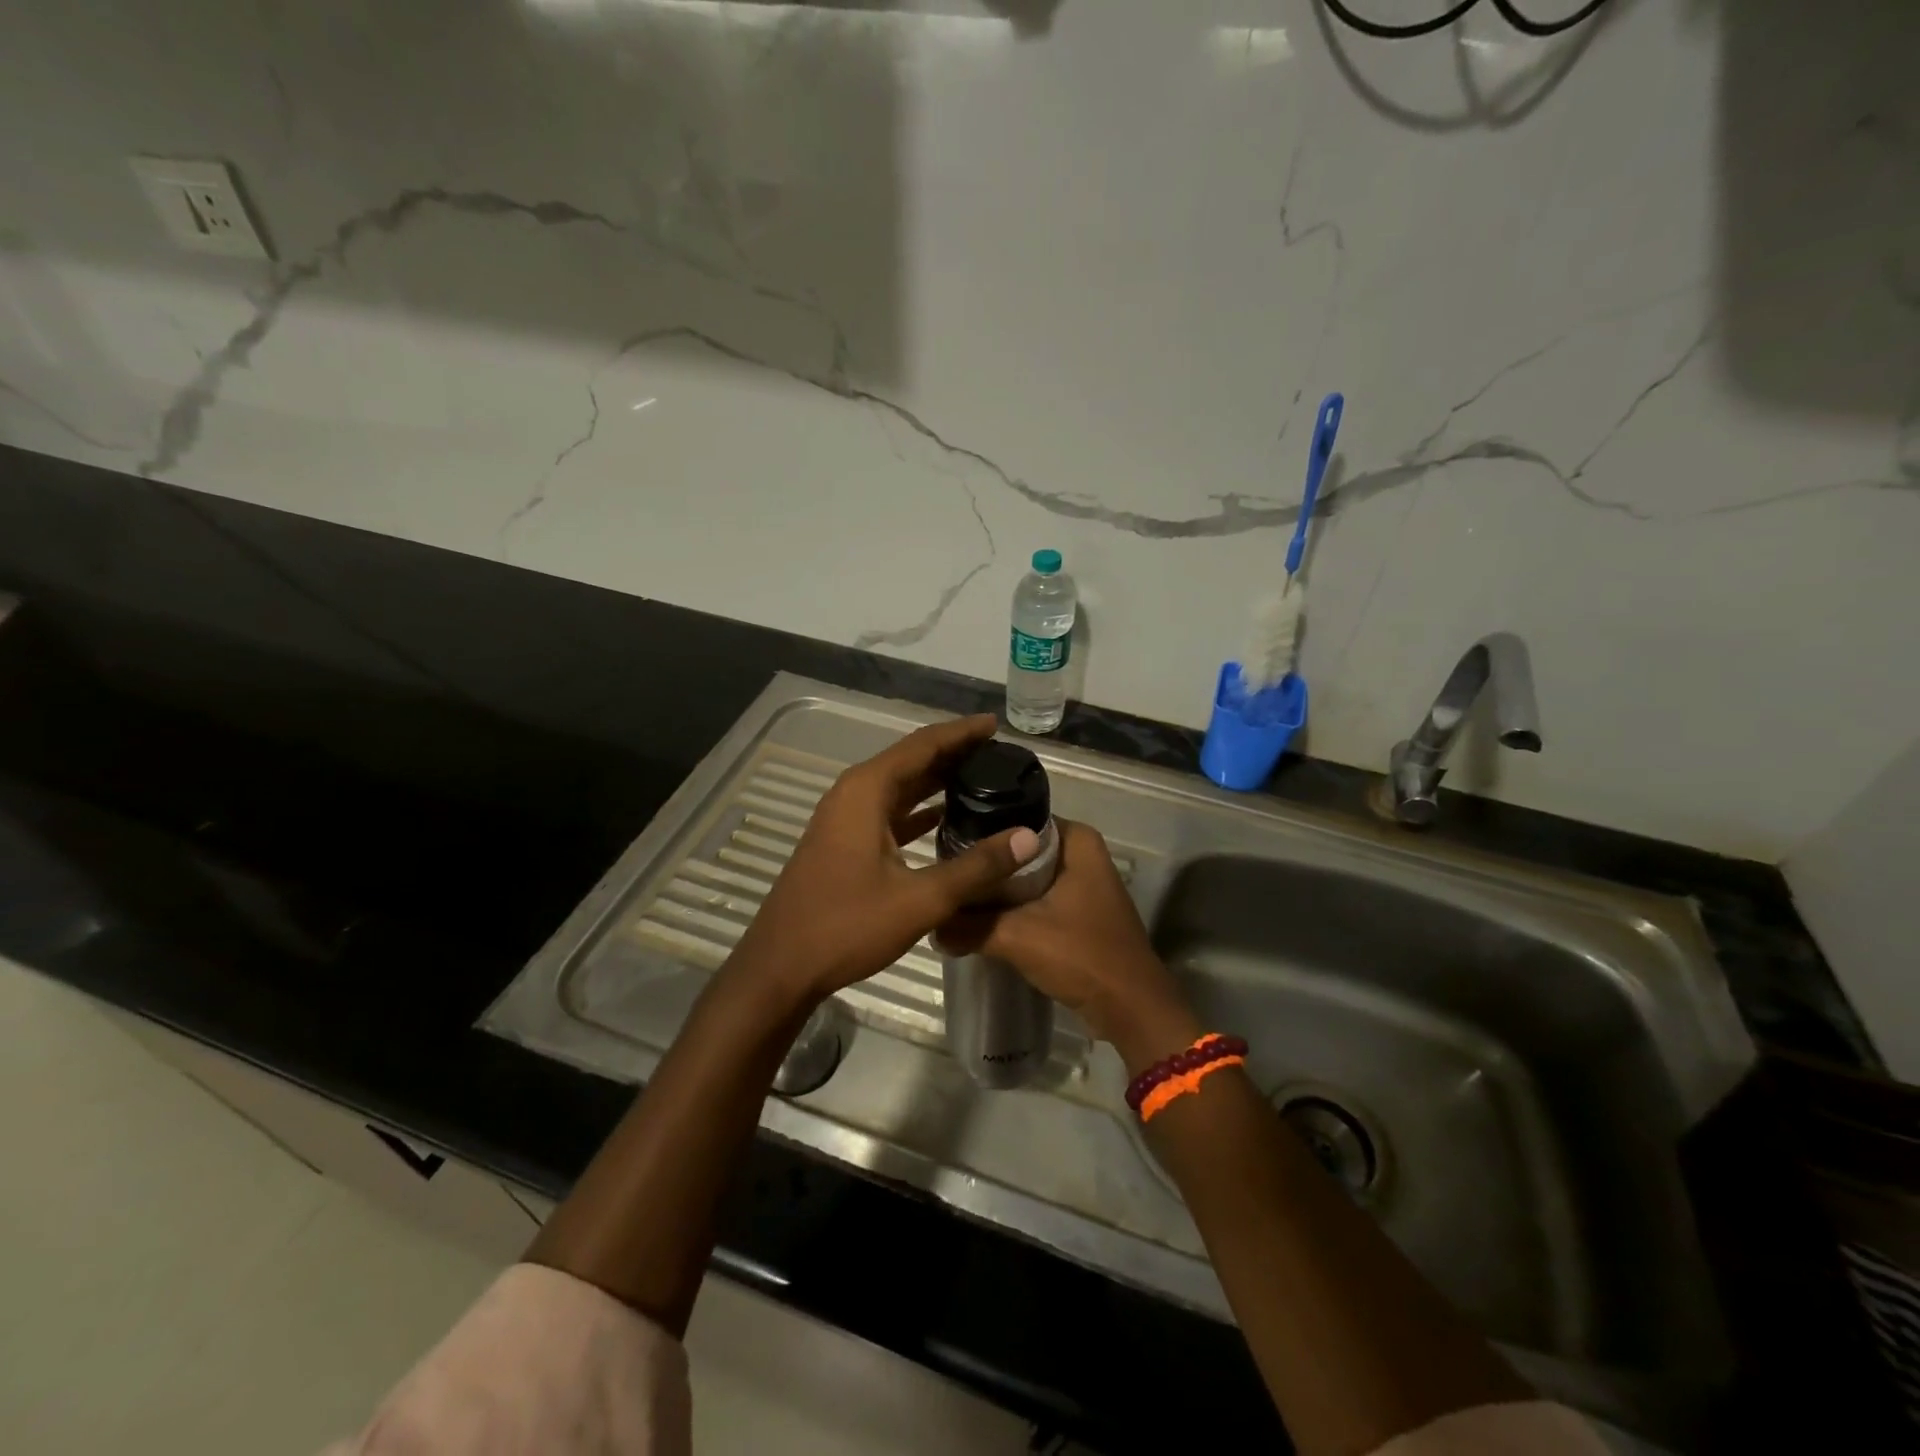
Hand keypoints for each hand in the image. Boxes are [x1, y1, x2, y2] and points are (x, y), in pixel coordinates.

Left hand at [730, 714, 1040, 1003]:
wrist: (781, 967)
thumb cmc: (846, 926)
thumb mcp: (920, 899)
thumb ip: (976, 867)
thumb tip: (1029, 837)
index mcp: (866, 790)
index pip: (923, 744)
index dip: (962, 733)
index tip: (996, 724)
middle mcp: (853, 793)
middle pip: (911, 760)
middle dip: (953, 753)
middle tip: (999, 752)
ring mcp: (844, 818)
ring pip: (899, 786)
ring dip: (936, 780)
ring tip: (981, 777)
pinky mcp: (843, 841)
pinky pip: (888, 811)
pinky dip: (918, 809)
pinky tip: (946, 816)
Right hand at [937, 819, 1198, 1072]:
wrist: (1131, 1009)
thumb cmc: (1082, 956)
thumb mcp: (1017, 937)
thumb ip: (970, 927)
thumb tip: (931, 927)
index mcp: (1077, 840)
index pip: (1017, 820)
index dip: (983, 834)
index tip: (947, 847)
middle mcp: (1082, 854)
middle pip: (1020, 851)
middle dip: (987, 866)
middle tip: (947, 874)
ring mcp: (1083, 884)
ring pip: (1027, 878)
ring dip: (998, 891)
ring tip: (957, 896)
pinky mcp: (1079, 912)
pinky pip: (1037, 899)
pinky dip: (1014, 909)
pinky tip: (982, 921)